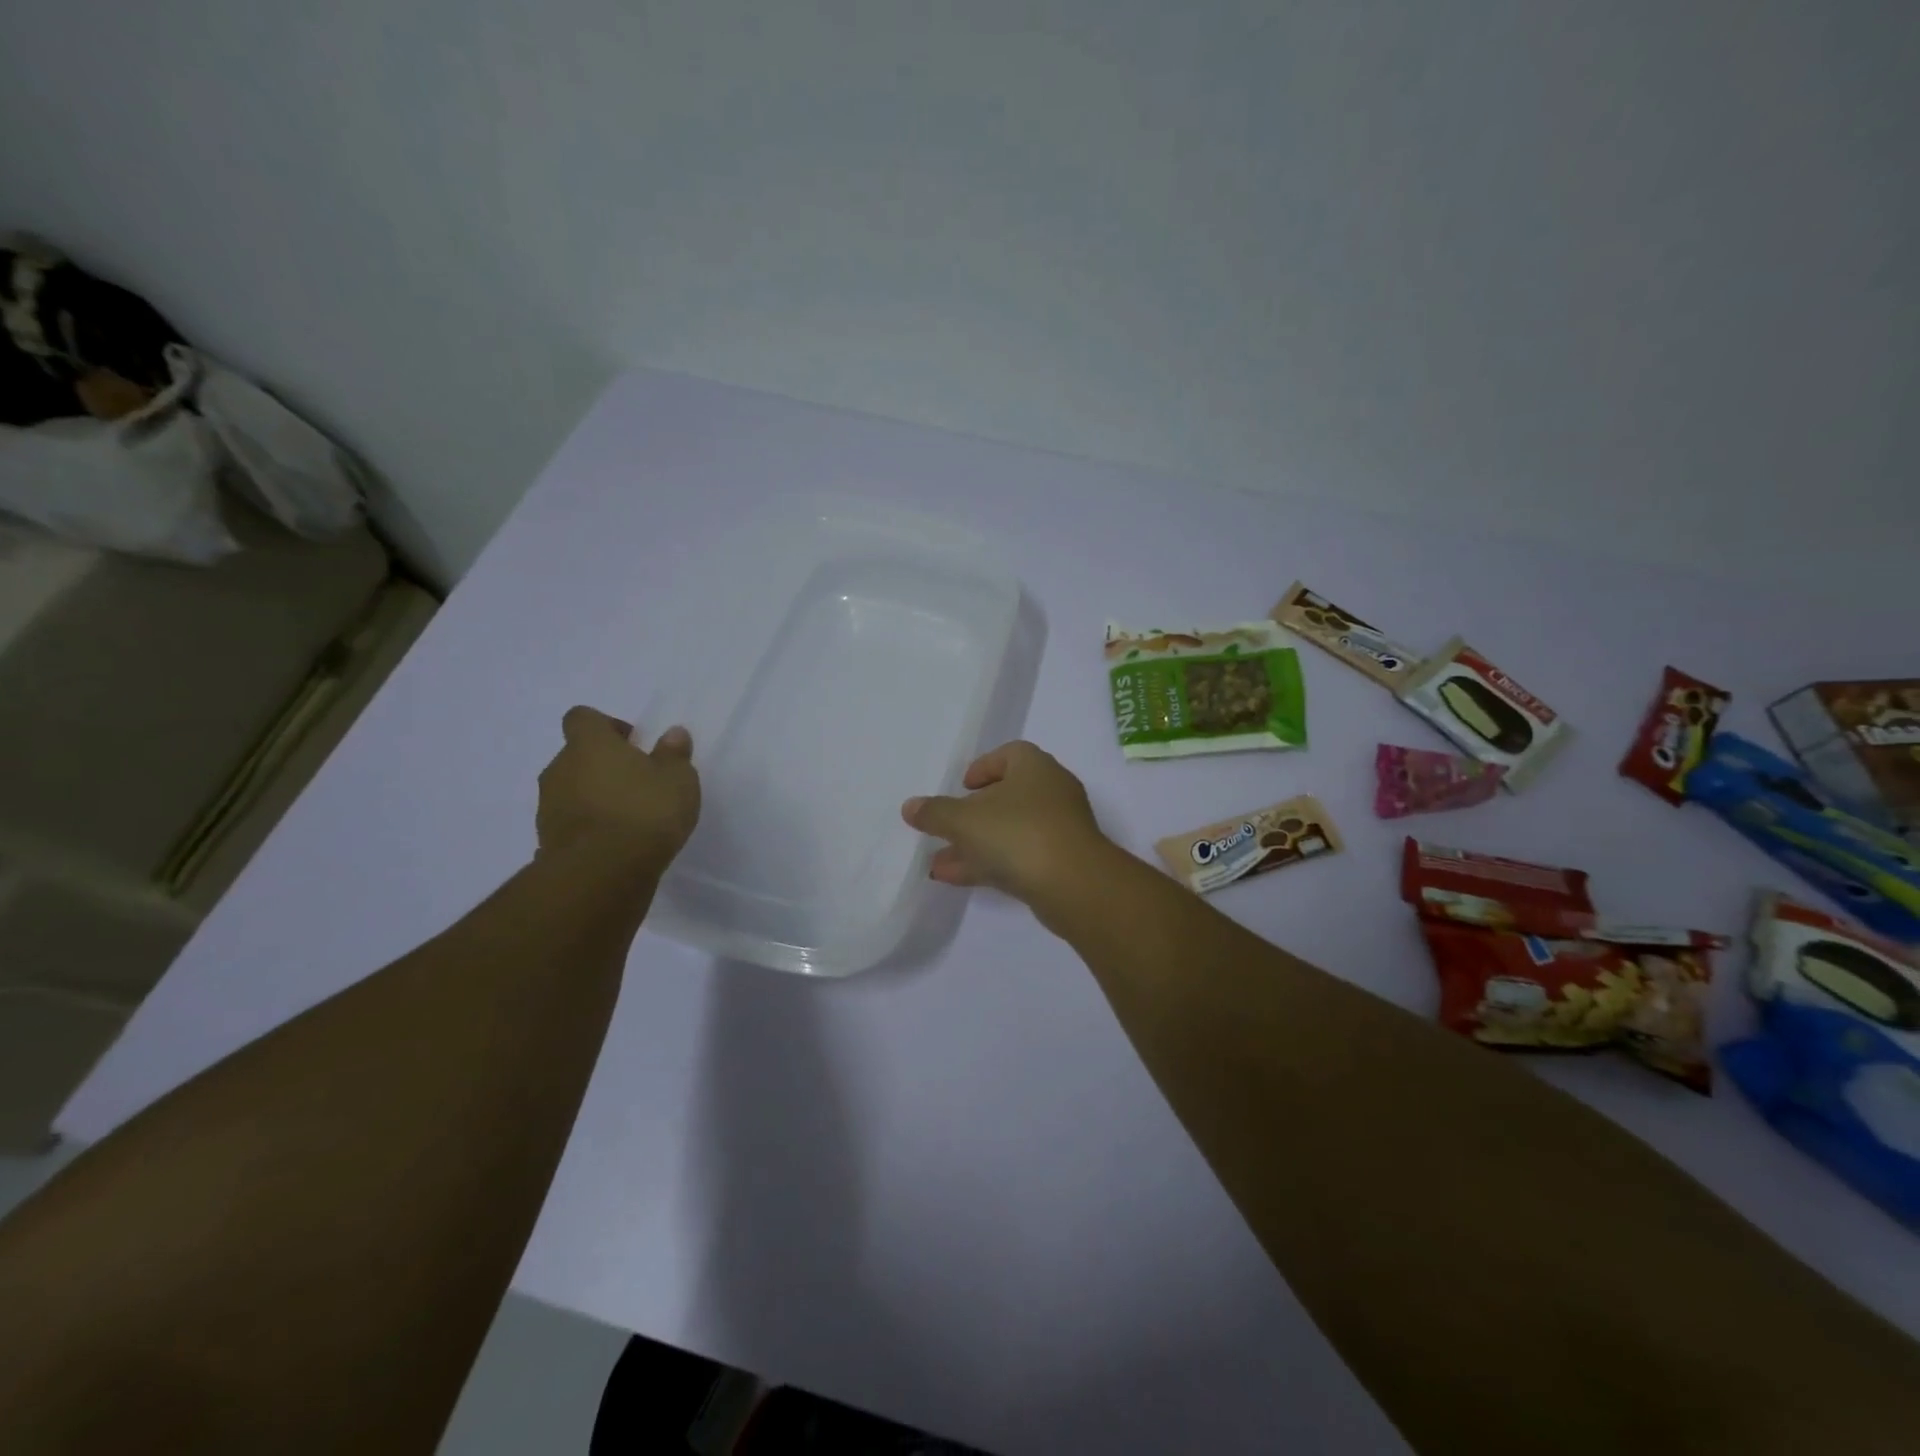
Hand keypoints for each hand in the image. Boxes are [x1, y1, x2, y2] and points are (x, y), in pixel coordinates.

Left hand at [537, 707, 700, 872]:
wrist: (603, 873)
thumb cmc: (645, 811)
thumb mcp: (678, 779)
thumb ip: (673, 754)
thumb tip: (672, 734)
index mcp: (589, 744)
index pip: (582, 718)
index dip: (605, 726)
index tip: (632, 743)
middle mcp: (560, 769)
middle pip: (576, 756)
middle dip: (603, 765)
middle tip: (637, 782)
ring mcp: (549, 806)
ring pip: (571, 790)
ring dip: (594, 797)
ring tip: (628, 818)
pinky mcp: (547, 840)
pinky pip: (570, 823)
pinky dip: (588, 827)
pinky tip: (615, 843)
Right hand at [901, 740, 1108, 903]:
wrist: (1075, 884)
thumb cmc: (1018, 833)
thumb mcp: (965, 820)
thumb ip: (935, 812)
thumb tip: (910, 807)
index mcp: (1034, 767)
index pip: (1009, 754)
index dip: (983, 767)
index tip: (962, 786)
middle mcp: (1052, 791)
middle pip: (1008, 795)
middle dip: (972, 814)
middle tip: (946, 827)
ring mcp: (1060, 829)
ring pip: (1010, 831)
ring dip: (975, 844)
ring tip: (938, 863)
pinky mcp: (1062, 862)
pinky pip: (1020, 856)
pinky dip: (990, 863)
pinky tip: (957, 879)